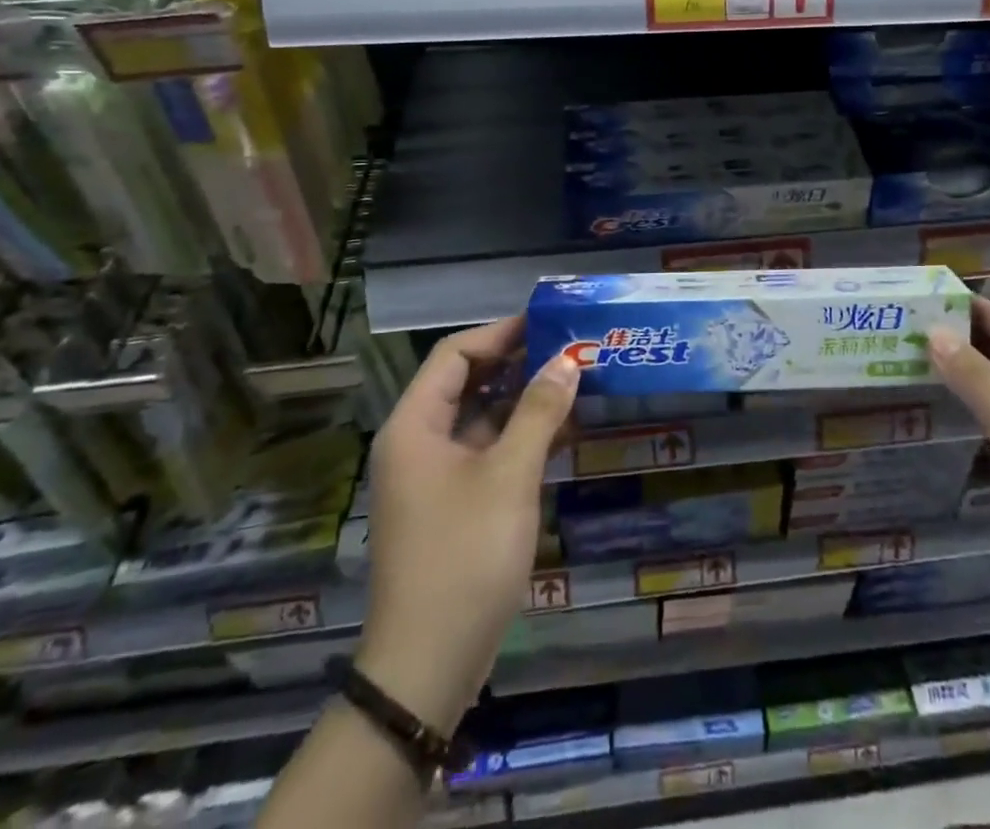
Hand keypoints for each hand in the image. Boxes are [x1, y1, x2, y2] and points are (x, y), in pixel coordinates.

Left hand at [357, 317, 578, 731]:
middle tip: (569, 350)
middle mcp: (417, 443)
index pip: (455, 354)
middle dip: (518, 364)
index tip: (548, 323)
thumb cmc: (464, 556)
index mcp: (414, 426)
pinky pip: (486, 453)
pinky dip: (520, 438)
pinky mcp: (451, 505)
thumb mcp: (509, 476)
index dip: (501, 333)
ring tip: (575, 384)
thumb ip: (539, 411)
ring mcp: (433, 477)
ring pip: (481, 419)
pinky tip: (562, 432)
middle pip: (467, 383)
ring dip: (524, 401)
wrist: (427, 667)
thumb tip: (568, 359)